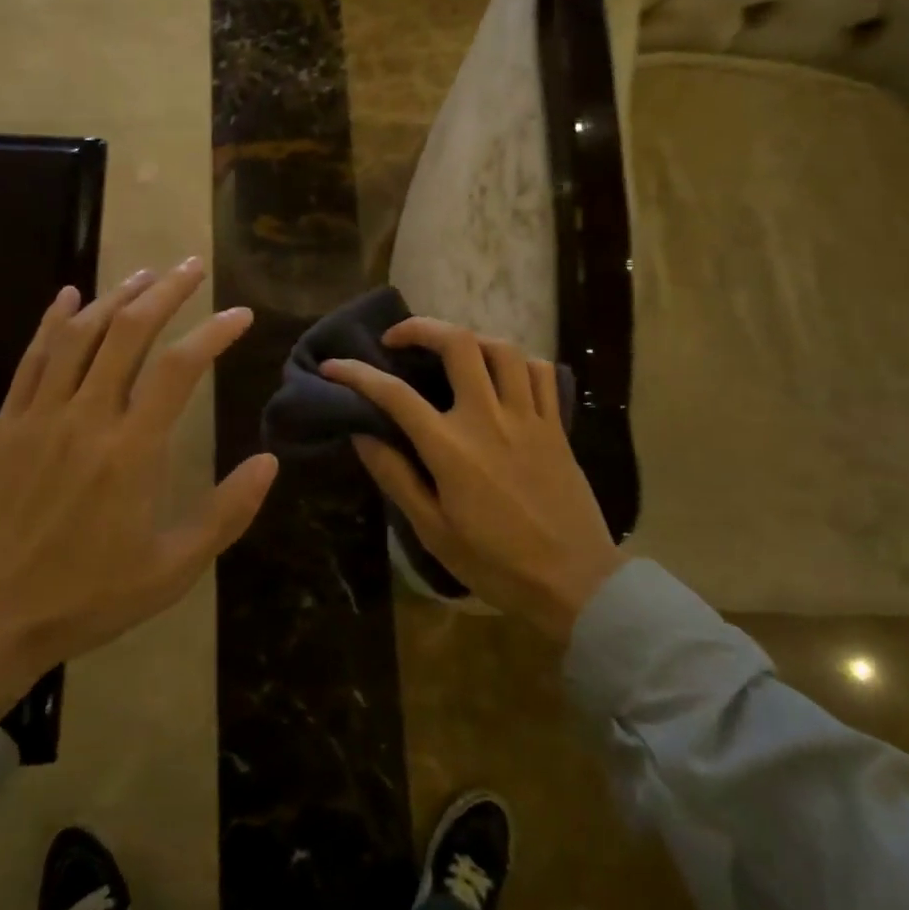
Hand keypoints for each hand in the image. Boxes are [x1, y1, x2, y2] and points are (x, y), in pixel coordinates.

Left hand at [0, 258, 278, 718]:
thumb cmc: (85, 599)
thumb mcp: (172, 570)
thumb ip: (226, 513)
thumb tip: (270, 461)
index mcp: (132, 450)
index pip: (181, 367)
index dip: (214, 332)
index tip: (240, 314)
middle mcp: (86, 417)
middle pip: (129, 332)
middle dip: (166, 291)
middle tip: (192, 266)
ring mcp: (39, 416)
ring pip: (79, 334)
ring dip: (115, 296)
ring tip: (144, 274)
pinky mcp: (4, 425)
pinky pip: (31, 359)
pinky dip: (52, 321)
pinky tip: (68, 296)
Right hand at [322, 318, 621, 641]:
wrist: (574, 582)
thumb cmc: (496, 563)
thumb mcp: (433, 531)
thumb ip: (396, 476)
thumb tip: (362, 434)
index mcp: (451, 448)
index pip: (395, 394)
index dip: (357, 374)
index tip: (334, 366)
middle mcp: (489, 418)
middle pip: (457, 343)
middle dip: (420, 328)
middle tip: (397, 339)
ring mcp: (528, 417)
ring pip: (501, 348)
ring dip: (469, 339)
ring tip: (450, 351)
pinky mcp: (556, 425)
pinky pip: (540, 372)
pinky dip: (517, 361)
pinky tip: (502, 374)